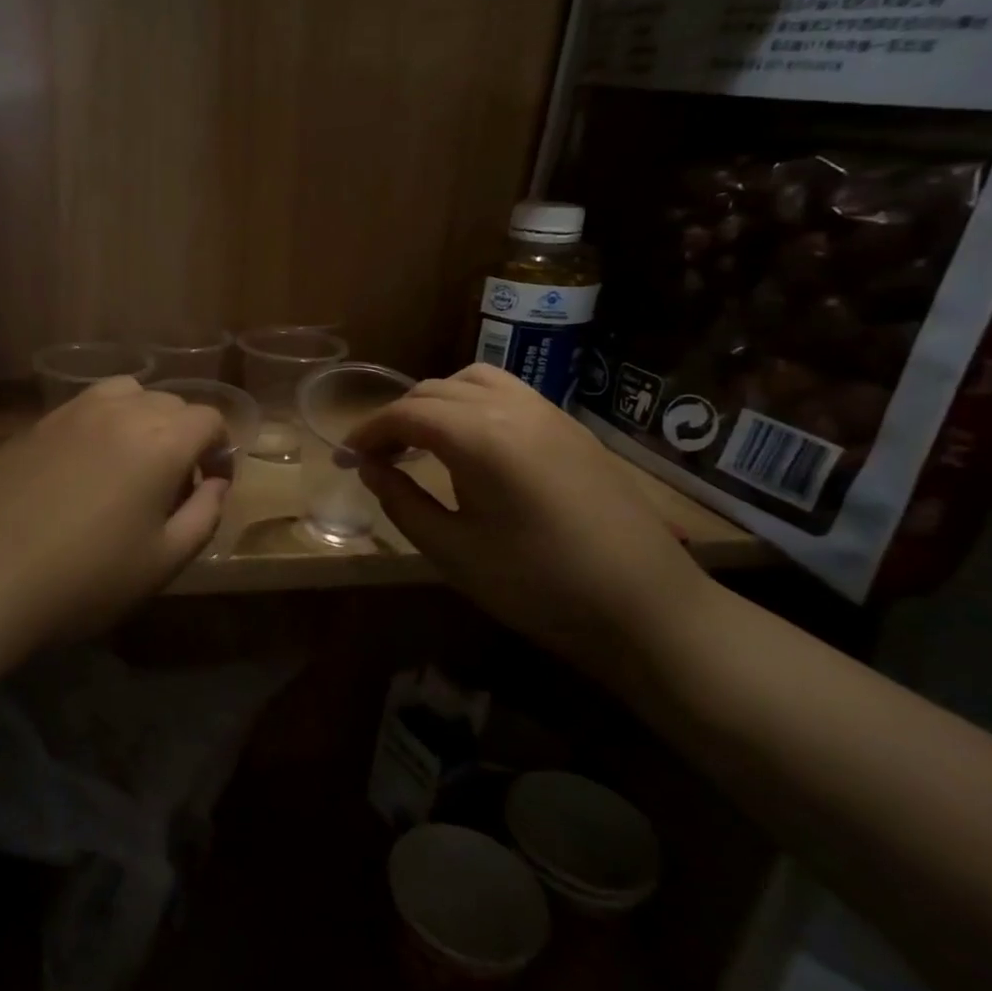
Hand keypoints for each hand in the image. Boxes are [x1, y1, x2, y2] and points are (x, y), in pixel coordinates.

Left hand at [0, 378, 231, 647]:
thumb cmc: (86, 579)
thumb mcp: (164, 561)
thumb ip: (204, 515)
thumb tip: (215, 484)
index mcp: (161, 441)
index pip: (208, 419)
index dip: (219, 450)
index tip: (210, 485)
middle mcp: (121, 412)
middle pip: (170, 403)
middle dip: (184, 435)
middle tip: (172, 484)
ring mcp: (73, 412)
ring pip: (127, 393)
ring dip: (143, 419)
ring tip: (131, 462)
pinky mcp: (37, 423)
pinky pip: (86, 406)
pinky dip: (104, 422)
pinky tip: (86, 465)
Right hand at [345, 365, 711, 682]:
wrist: (646, 608)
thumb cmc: (538, 586)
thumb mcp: (453, 551)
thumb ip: (402, 501)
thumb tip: (370, 468)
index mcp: (482, 438)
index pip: (406, 413)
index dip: (368, 432)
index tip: (345, 458)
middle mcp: (514, 409)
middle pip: (436, 390)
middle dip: (397, 417)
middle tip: (376, 457)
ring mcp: (549, 414)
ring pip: (474, 381)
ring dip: (436, 402)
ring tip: (421, 442)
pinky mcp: (571, 429)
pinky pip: (508, 394)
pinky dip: (472, 405)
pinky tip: (470, 446)